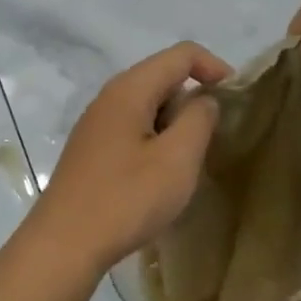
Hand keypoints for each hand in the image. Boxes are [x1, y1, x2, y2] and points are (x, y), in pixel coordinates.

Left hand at [22, 42, 230, 273]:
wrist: (63, 245)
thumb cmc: (126, 199)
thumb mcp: (178, 158)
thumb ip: (199, 119)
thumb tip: (203, 101)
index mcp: (130, 89)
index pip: (181, 54)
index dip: (214, 67)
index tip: (237, 98)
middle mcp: (109, 98)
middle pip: (162, 77)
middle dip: (195, 98)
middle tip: (215, 136)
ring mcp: (96, 125)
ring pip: (148, 106)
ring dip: (176, 123)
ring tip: (191, 159)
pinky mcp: (91, 151)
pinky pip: (133, 129)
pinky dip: (156, 139)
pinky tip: (161, 174)